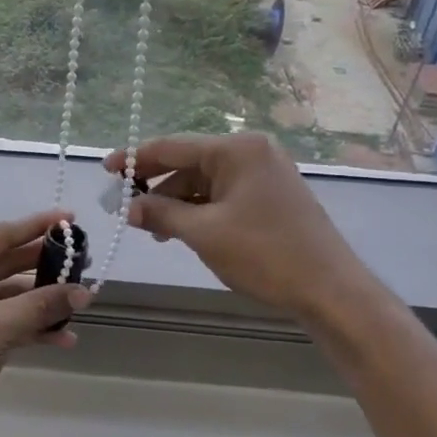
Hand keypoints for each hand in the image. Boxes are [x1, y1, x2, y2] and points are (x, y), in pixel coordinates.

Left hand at [0, 210, 90, 436]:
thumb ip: (39, 306)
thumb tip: (84, 291)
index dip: (37, 226)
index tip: (71, 218)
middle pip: (6, 262)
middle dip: (45, 266)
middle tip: (84, 260)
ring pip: (9, 294)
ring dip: (42, 301)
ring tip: (83, 302)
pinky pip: (4, 319)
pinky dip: (30, 326)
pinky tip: (63, 337)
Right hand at [105, 133, 363, 318]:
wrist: (330, 289)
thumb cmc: (265, 254)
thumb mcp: (203, 234)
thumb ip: (161, 214)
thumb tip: (129, 208)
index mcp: (236, 150)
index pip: (172, 147)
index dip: (135, 159)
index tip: (106, 170)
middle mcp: (251, 152)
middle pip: (188, 163)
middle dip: (156, 187)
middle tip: (125, 208)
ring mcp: (264, 173)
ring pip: (204, 182)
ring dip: (176, 203)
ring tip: (153, 231)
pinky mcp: (270, 195)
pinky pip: (222, 195)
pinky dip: (199, 211)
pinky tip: (182, 232)